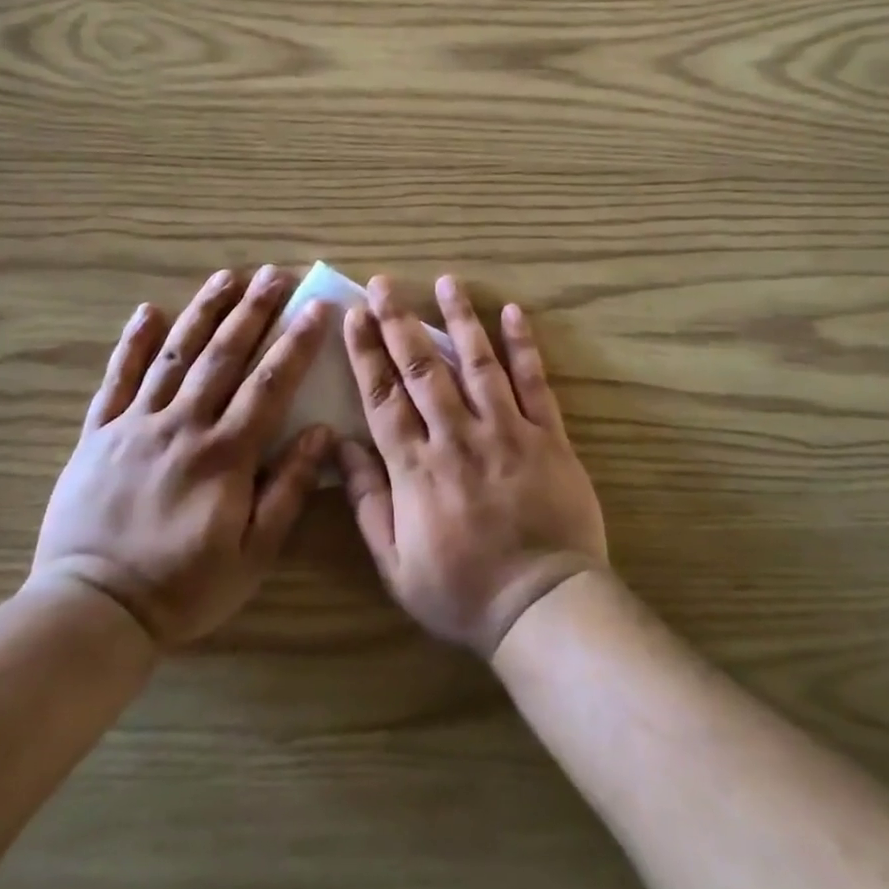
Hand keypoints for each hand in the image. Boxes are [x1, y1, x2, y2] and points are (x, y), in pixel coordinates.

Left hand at [30, 266, 333, 647]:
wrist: (91, 610)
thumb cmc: (184, 586)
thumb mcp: (253, 553)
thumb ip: (288, 489)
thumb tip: (320, 432)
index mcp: (224, 454)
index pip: (269, 384)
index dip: (296, 343)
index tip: (317, 308)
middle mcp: (182, 426)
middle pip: (223, 356)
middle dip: (253, 311)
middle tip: (275, 275)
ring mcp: (135, 425)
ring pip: (174, 356)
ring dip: (203, 312)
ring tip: (227, 276)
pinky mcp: (97, 434)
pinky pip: (116, 380)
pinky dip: (132, 344)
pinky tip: (148, 311)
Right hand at [338, 275, 607, 656]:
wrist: (542, 606)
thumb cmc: (462, 592)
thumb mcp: (395, 564)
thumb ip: (368, 502)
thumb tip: (340, 449)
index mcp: (416, 468)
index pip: (383, 397)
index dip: (366, 353)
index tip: (354, 317)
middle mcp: (458, 437)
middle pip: (422, 369)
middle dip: (399, 322)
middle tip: (384, 284)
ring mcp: (507, 432)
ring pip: (478, 363)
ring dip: (459, 320)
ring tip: (446, 282)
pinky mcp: (548, 436)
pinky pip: (535, 383)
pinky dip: (523, 347)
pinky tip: (513, 313)